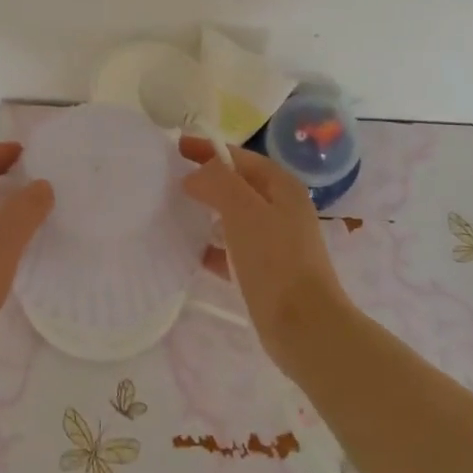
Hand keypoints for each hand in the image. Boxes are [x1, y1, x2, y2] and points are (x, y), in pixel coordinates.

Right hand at [179, 137, 355, 376]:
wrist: (304, 325)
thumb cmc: (274, 260)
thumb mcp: (243, 209)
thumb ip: (217, 181)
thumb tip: (194, 176)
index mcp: (281, 187)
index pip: (240, 157)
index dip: (208, 149)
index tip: (175, 147)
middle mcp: (281, 209)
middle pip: (237, 185)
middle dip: (206, 180)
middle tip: (169, 179)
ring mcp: (275, 242)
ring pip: (233, 217)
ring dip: (206, 212)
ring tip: (172, 212)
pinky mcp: (265, 272)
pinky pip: (231, 250)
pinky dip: (211, 247)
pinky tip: (188, 251)